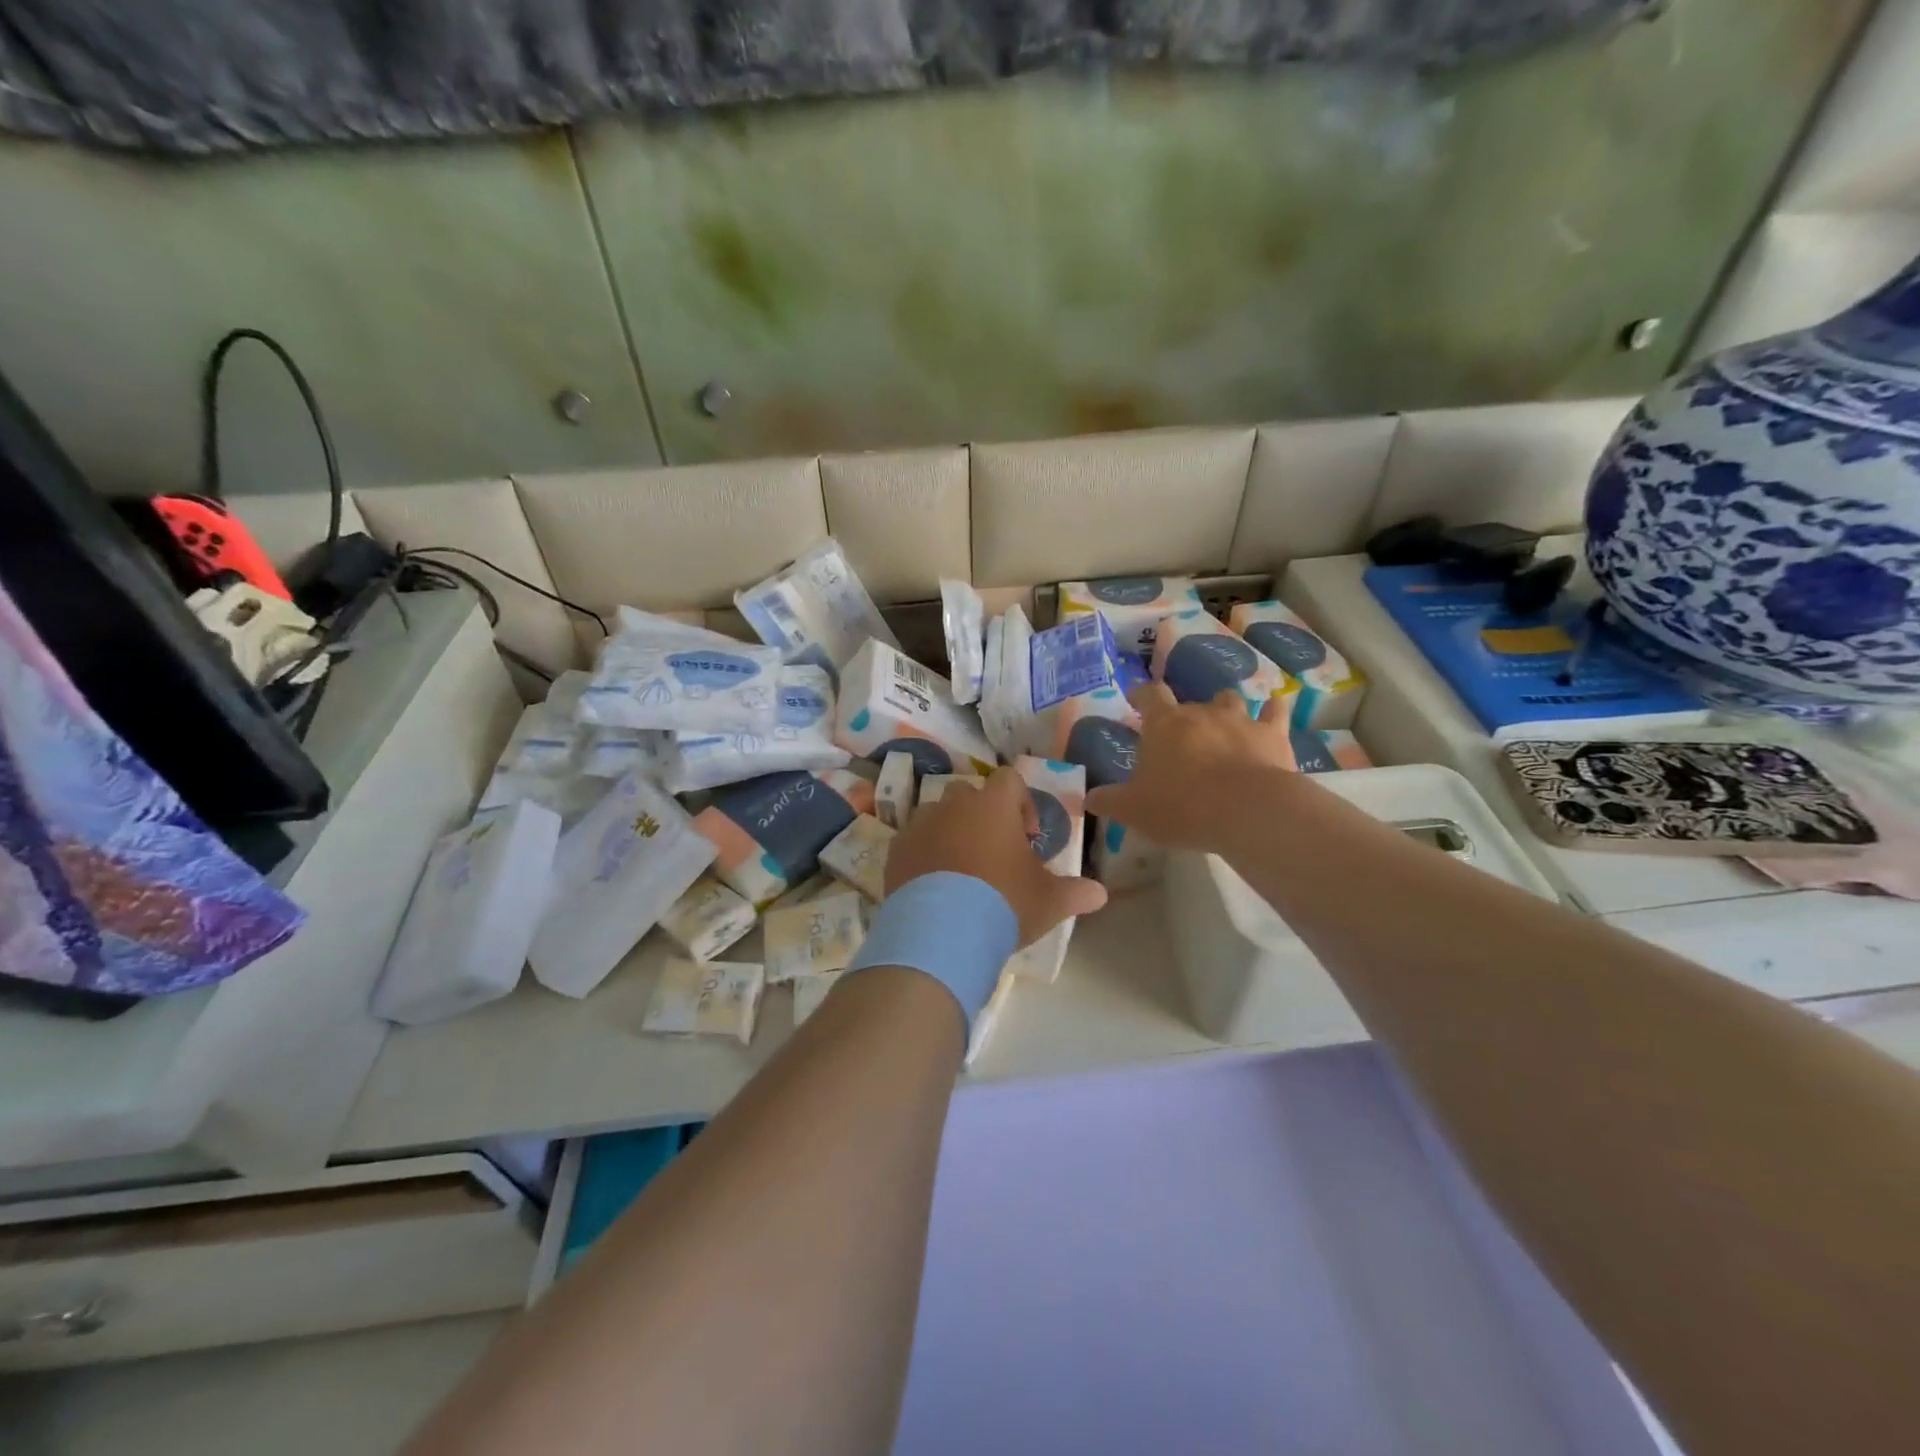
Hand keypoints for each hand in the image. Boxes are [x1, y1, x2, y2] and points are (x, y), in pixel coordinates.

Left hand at [886, 766, 1107, 947]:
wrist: (942, 932)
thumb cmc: (1004, 904)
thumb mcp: (1049, 901)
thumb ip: (1076, 892)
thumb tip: (1100, 894)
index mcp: (993, 805)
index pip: (1009, 779)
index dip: (1021, 802)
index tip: (1026, 836)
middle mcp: (954, 805)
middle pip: (969, 794)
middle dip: (982, 816)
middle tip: (994, 852)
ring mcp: (920, 825)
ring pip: (937, 815)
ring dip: (950, 832)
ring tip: (961, 870)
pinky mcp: (896, 850)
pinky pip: (913, 841)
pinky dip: (924, 854)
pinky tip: (934, 886)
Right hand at [1083, 684, 1299, 852]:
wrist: (1247, 811)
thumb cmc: (1181, 806)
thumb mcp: (1134, 810)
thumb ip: (1110, 801)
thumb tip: (1088, 798)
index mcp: (1164, 724)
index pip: (1149, 695)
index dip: (1142, 694)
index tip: (1137, 697)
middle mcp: (1201, 713)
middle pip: (1190, 701)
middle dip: (1184, 715)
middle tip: (1180, 735)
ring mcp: (1240, 720)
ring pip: (1230, 699)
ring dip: (1225, 708)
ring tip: (1223, 724)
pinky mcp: (1273, 735)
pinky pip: (1276, 713)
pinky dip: (1273, 711)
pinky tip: (1274, 713)